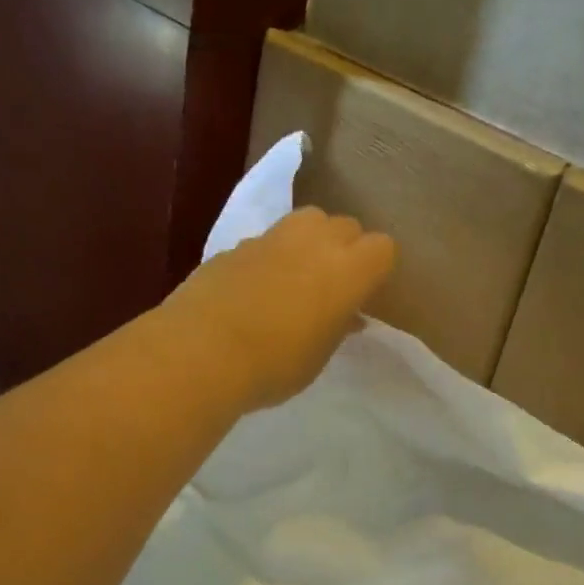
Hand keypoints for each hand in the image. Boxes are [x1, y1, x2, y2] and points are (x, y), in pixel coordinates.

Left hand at [160, 207, 395, 410]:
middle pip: (346, 226)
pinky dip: (271, 256)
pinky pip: (267, 241)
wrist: (201, 352)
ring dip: (311, 241)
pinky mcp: (235, 245)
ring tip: (298, 276)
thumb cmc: (274, 364)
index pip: (382, 248)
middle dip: (346, 248)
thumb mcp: (319, 355)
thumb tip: (347, 315)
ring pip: (307, 220)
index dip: (376, 269)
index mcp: (347, 270)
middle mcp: (314, 241)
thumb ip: (337, 327)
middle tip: (334, 285)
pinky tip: (256, 288)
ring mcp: (272, 238)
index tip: (364, 295)